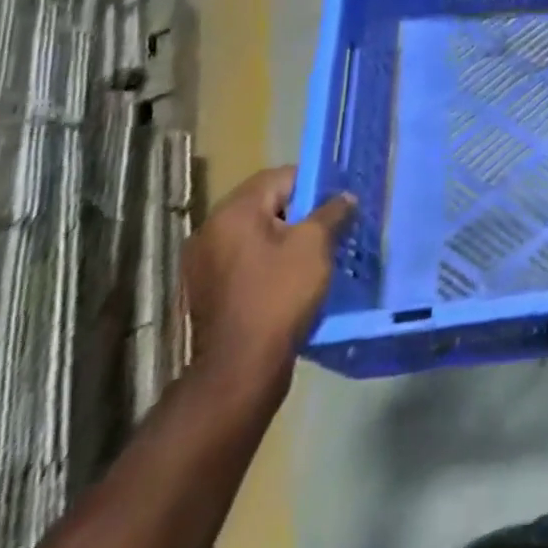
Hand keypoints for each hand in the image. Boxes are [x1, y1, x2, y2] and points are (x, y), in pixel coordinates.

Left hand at [180, 166, 355, 392]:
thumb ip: (332, 212)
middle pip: (266, 205)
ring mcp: (203, 264)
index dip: (314, 185)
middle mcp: (210, 230)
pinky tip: (291, 280)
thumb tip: (344, 197)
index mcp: (233, 211)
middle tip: (330, 229)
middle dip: (300, 213)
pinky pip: (245, 262)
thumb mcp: (315, 245)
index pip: (281, 177)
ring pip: (255, 235)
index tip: (337, 204)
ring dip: (284, 239)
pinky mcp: (207, 293)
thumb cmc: (279, 296)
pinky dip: (268, 263)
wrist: (240, 371)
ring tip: (315, 255)